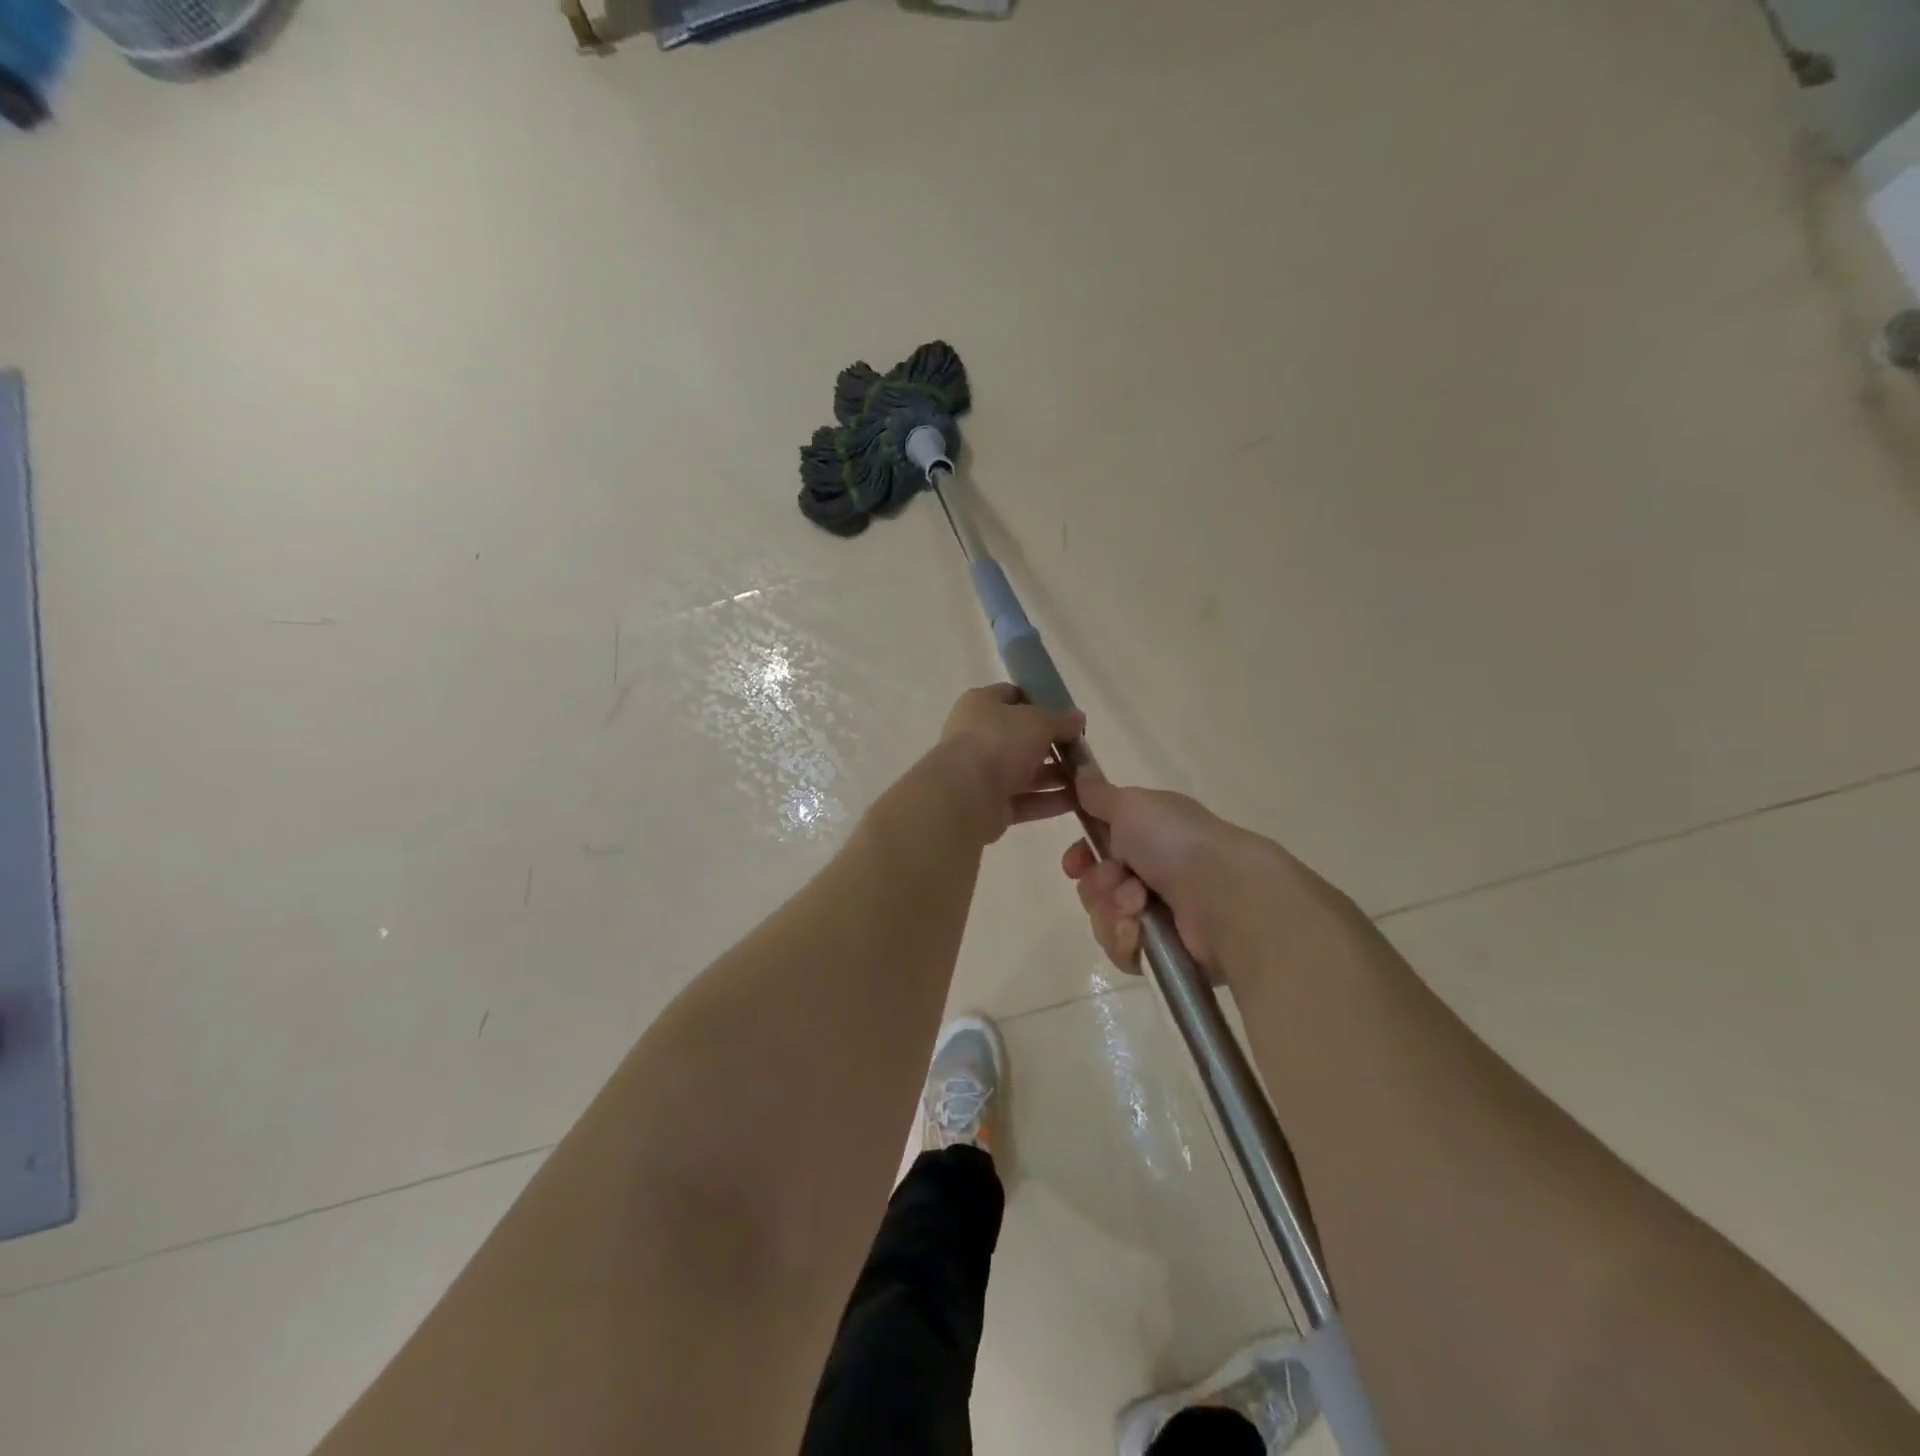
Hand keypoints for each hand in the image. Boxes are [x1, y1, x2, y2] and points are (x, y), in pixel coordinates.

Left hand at [938, 684, 1085, 843]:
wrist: (965, 795)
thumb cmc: (999, 742)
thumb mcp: (1038, 721)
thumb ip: (1061, 720)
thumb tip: (1078, 719)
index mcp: (981, 705)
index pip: (1013, 696)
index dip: (1041, 703)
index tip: (1069, 716)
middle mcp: (979, 736)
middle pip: (1022, 738)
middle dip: (1054, 745)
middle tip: (1083, 752)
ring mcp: (983, 773)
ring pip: (1026, 772)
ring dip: (1057, 776)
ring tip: (1089, 781)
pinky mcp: (990, 805)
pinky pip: (1026, 800)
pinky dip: (1050, 801)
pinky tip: (1079, 802)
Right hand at [1060, 774, 1255, 978]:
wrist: (1221, 894)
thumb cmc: (1174, 841)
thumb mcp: (1132, 805)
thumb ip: (1100, 795)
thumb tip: (1082, 772)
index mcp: (1150, 836)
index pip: (1100, 850)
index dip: (1081, 856)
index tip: (1074, 863)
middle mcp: (1154, 874)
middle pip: (1097, 887)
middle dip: (1099, 884)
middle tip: (1117, 880)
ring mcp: (1160, 914)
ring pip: (1105, 918)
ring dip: (1113, 909)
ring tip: (1138, 905)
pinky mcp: (1163, 952)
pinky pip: (1121, 948)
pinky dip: (1127, 938)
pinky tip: (1142, 930)